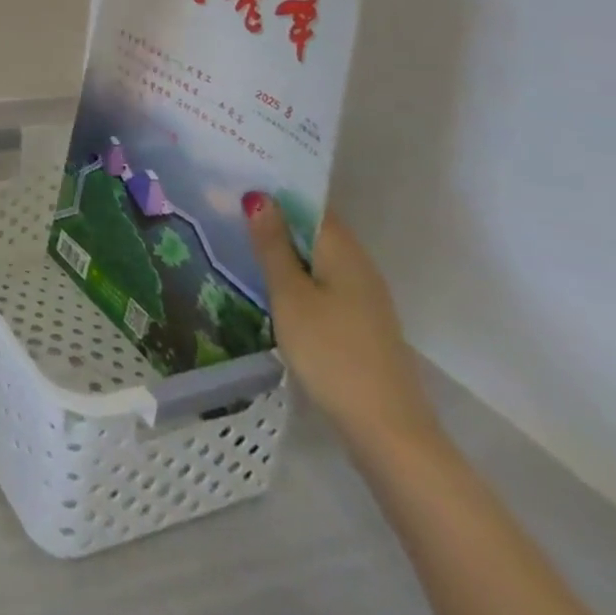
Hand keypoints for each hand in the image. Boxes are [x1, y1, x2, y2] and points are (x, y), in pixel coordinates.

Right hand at [245, 195, 440, 459]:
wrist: (387, 432)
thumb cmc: (331, 353)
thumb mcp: (290, 295)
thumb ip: (272, 246)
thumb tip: (258, 196)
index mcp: (344, 250)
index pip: (309, 203)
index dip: (276, 190)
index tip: (238, 182)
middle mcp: (359, 266)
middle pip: (314, 230)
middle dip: (276, 219)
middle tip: (228, 209)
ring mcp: (364, 298)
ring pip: (318, 259)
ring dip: (285, 250)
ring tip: (240, 243)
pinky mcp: (361, 325)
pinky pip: (323, 284)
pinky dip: (297, 277)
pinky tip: (271, 288)